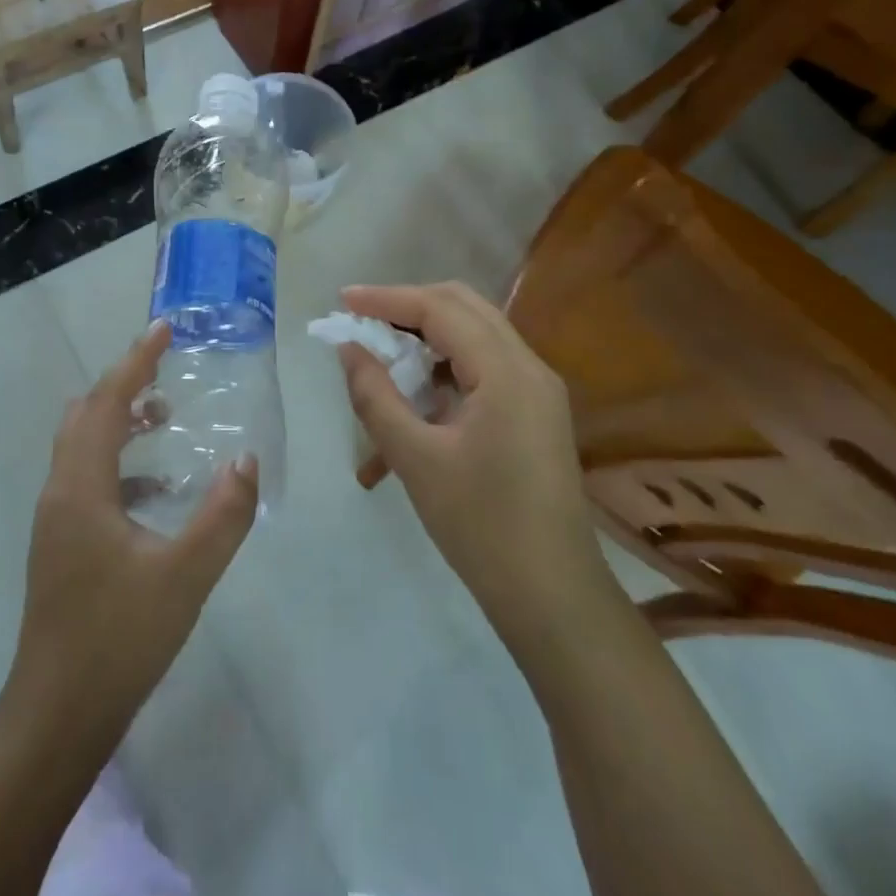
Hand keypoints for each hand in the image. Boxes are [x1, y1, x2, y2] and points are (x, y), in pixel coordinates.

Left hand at [7, 321, 258, 736]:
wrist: (57, 714)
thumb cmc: (118, 638)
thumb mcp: (185, 576)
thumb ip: (222, 515)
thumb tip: (246, 459)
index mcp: (81, 485)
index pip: (107, 401)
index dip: (135, 360)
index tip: (163, 329)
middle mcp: (60, 490)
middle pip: (86, 414)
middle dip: (124, 385)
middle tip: (166, 372)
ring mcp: (56, 518)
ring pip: (82, 445)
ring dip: (119, 422)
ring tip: (164, 419)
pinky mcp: (61, 542)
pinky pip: (87, 478)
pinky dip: (118, 462)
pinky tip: (157, 489)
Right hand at [339, 282, 608, 635]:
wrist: (553, 597)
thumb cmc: (481, 527)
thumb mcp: (415, 458)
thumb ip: (376, 395)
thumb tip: (349, 348)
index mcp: (506, 372)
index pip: (440, 309)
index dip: (387, 299)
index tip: (343, 300)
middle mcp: (529, 367)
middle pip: (463, 307)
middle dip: (408, 307)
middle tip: (362, 320)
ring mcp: (537, 390)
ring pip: (474, 335)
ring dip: (425, 337)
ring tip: (380, 358)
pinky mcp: (534, 412)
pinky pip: (483, 368)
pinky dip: (443, 369)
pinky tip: (413, 400)